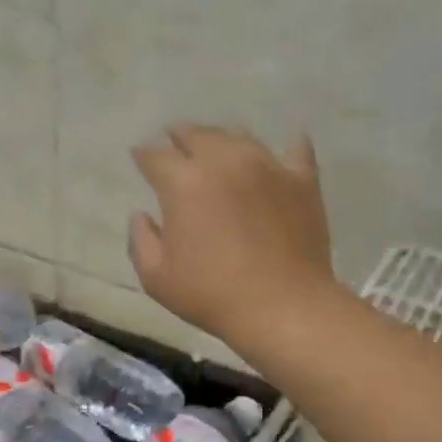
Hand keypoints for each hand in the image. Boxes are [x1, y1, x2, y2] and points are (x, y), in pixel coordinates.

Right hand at [129, 125, 335, 344]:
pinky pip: (295, 149)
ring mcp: (268, 166)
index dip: (143, 155)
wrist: (282, 306)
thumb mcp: (156, 277)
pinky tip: (286, 143)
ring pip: (239, 137)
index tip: (139, 158)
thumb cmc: (210, 295)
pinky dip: (287, 144)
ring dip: (222, 139)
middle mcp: (224, 162)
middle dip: (180, 136)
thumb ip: (141, 240)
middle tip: (174, 140)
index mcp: (184, 183)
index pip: (155, 156)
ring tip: (217, 148)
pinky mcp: (302, 180)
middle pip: (197, 135)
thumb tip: (141, 215)